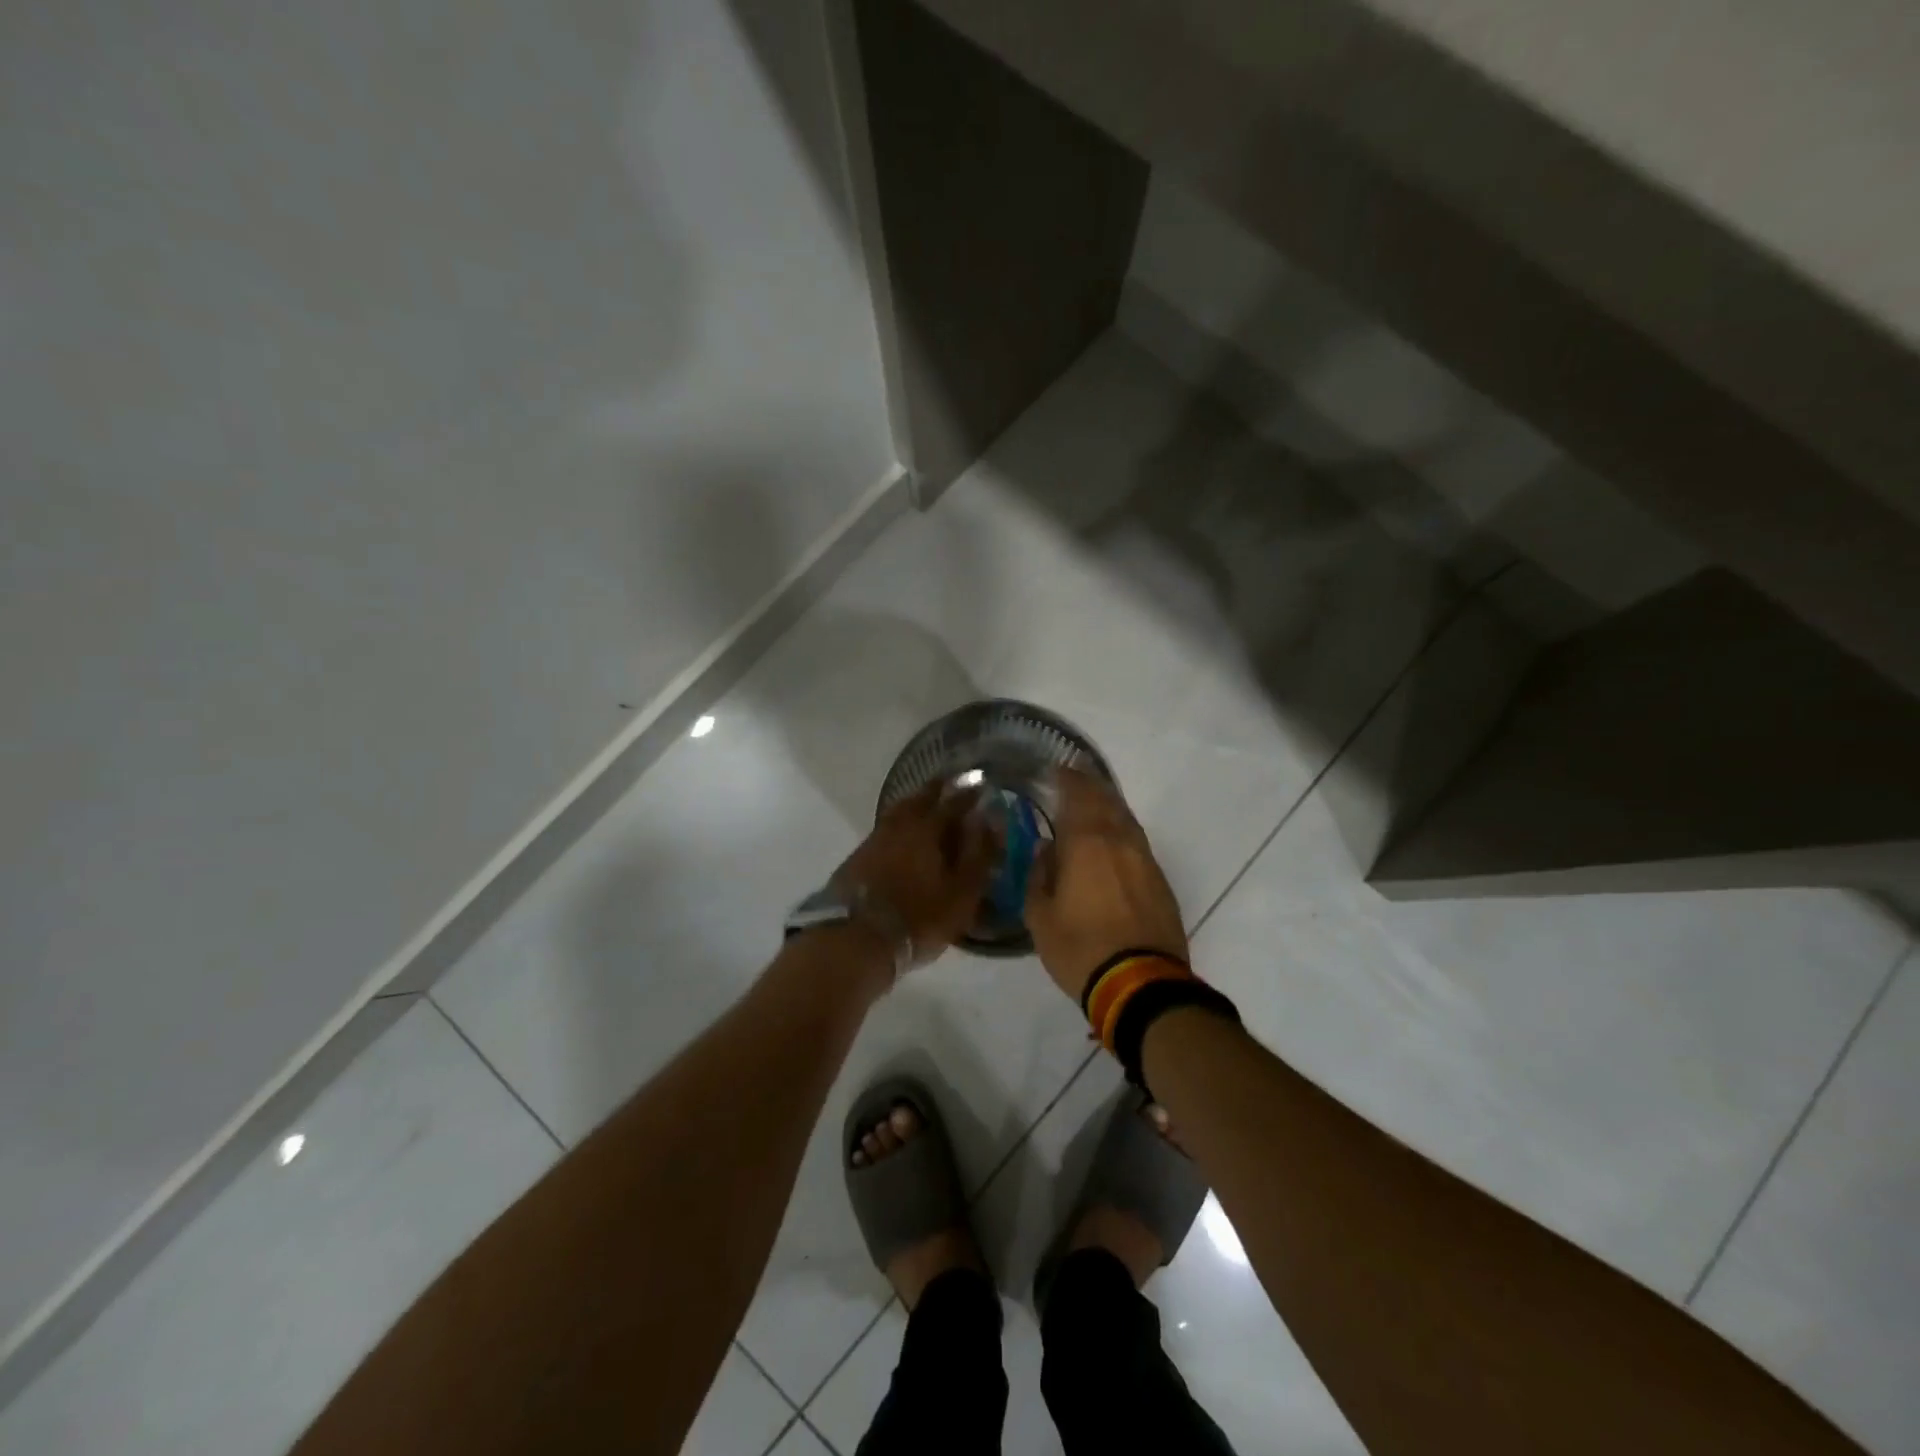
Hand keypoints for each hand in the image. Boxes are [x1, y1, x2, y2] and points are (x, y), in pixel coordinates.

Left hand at [831, 783, 998, 971]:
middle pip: (922, 797)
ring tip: (928, 803)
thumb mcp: (962, 892)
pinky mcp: (859, 855)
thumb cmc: (918, 917)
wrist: (855, 938)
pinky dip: (901, 823)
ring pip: (901, 810)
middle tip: (952, 783)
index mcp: (929, 827)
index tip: (981, 784)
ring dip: (917, 802)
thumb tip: (991, 819)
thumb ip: (979, 854)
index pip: (955, 801)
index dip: (971, 793)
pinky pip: (887, 827)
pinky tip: (904, 834)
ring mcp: (876, 837)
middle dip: (939, 788)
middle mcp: (901, 824)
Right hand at [1026, 766, 1187, 1002]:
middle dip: (1090, 787)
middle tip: (1075, 781)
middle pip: (1107, 800)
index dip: (1068, 778)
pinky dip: (1122, 834)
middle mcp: (1120, 841)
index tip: (1058, 769)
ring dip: (1109, 808)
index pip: (1079, 794)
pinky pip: (1138, 844)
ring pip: (1127, 820)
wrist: (1141, 984)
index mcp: (1087, 842)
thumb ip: (1039, 875)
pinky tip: (1114, 845)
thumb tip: (1046, 849)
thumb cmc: (1080, 949)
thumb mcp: (1040, 917)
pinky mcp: (1160, 882)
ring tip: (1094, 807)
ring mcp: (1146, 860)